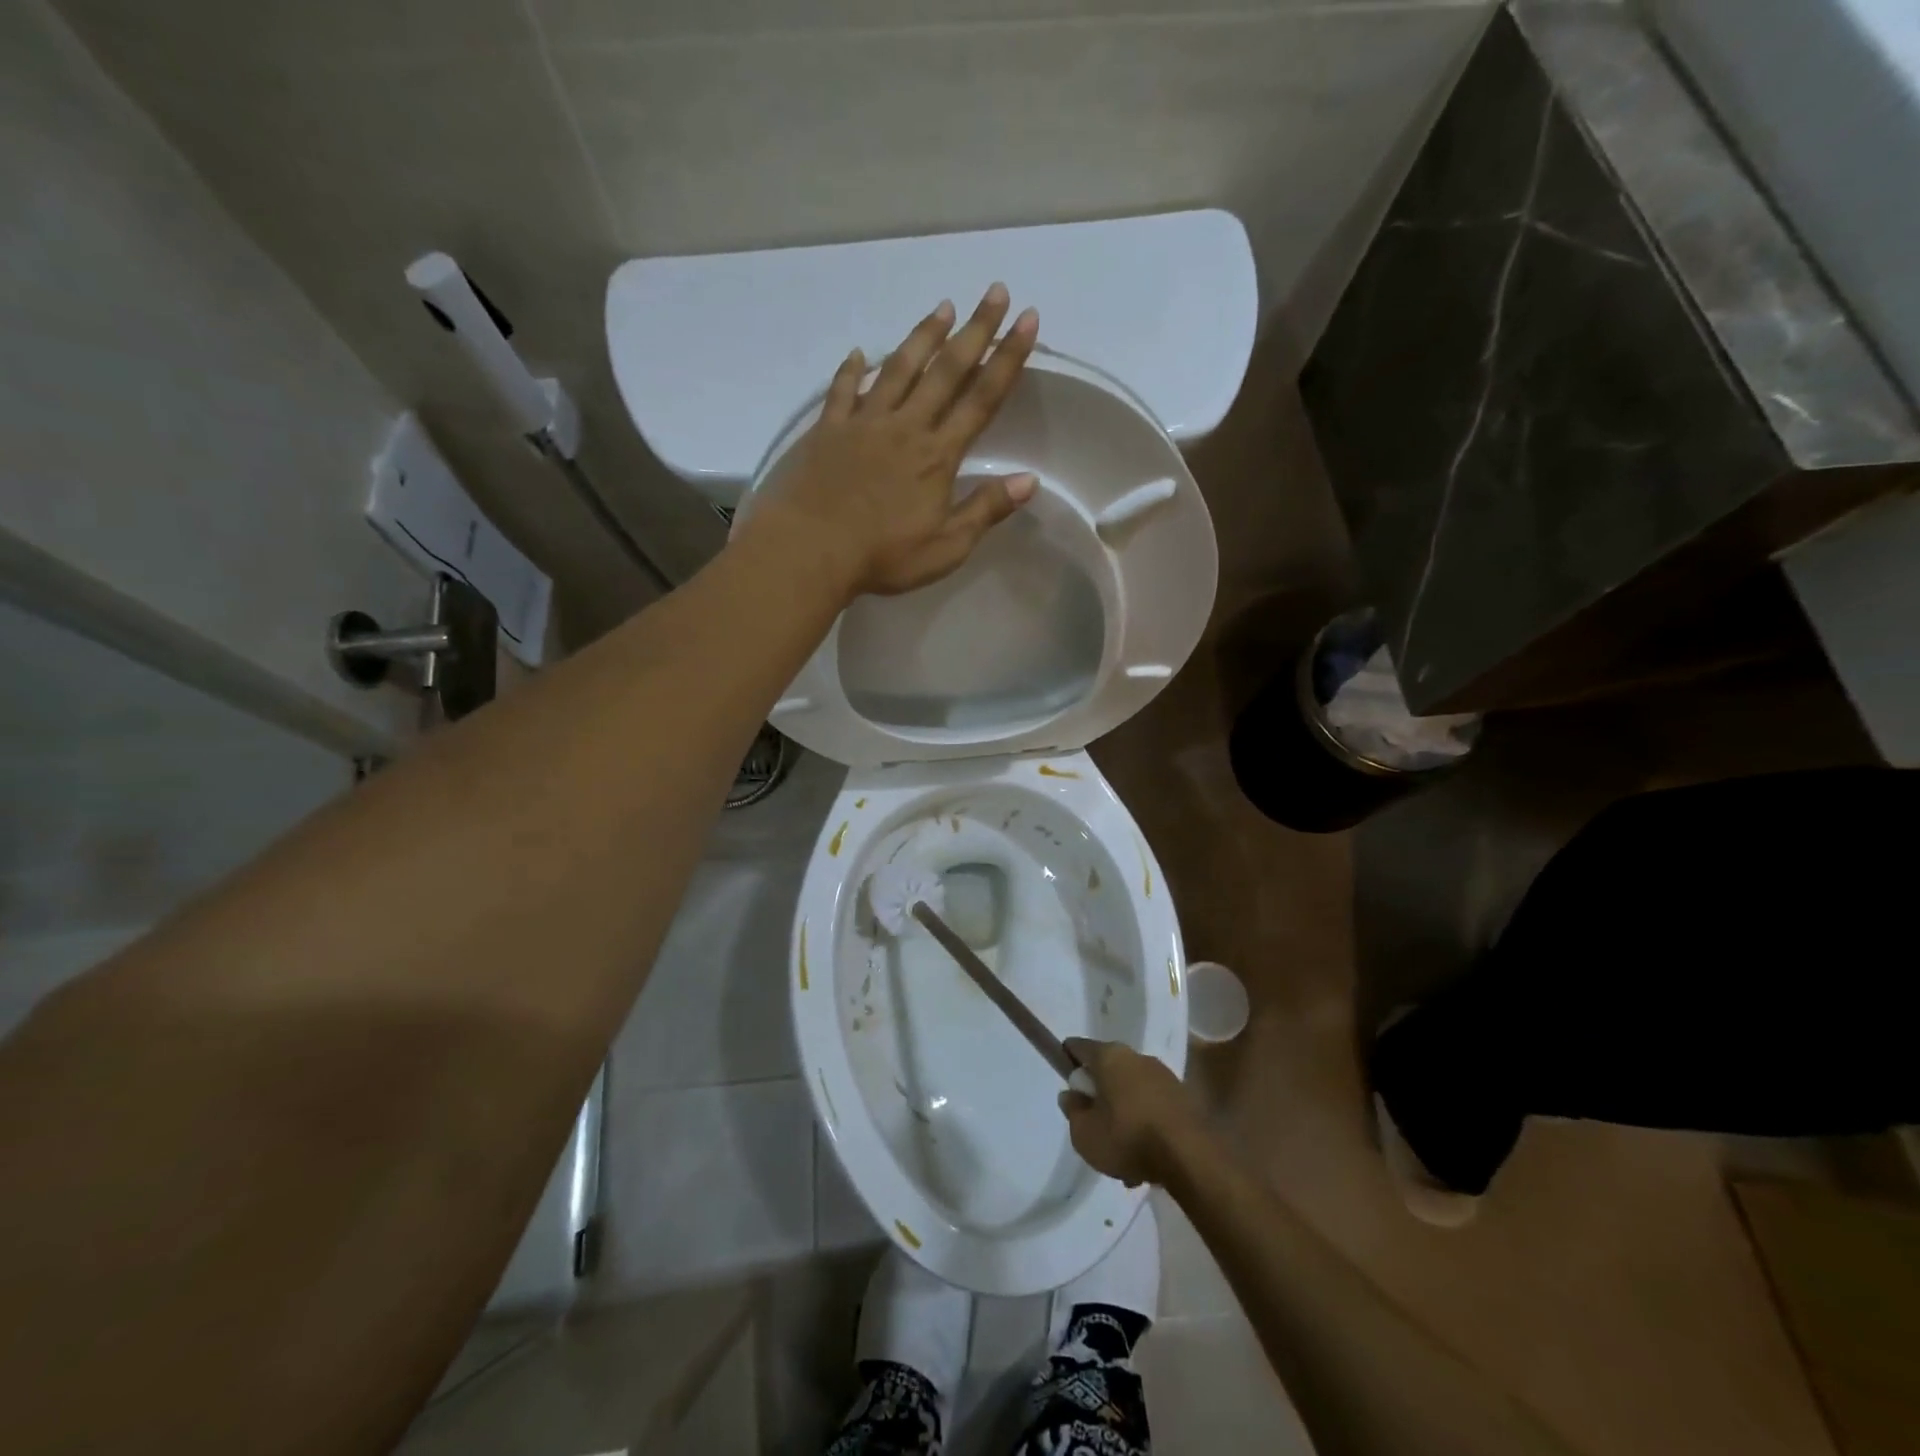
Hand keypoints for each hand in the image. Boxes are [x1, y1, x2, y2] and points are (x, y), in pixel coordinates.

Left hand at [738, 285, 1039, 598]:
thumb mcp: (946, 547)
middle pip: (946, 371)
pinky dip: (852, 371)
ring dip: (923, 336)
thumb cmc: (883, 556)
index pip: (982, 399)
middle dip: (975, 330)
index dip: (1007, 358)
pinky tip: (858, 355)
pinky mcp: (828, 431)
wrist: (811, 550)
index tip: (1027, 320)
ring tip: (943, 307)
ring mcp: (864, 423)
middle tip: (995, 291)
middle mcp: (905, 427)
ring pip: (899, 369)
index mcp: (937, 456)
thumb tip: (1028, 480)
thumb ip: (985, 510)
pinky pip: (843, 392)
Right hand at [1059, 1038, 1208, 1187]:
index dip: (1067, 1060)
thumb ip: (1072, 1111)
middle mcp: (1137, 1057)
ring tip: (1121, 1154)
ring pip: (1130, 1091)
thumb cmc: (1128, 1138)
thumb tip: (1071, 1095)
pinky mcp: (1183, 1098)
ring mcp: (1163, 1076)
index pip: (1078, 1047)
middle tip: (1093, 1126)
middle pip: (1107, 1070)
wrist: (1191, 1158)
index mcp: (1110, 1056)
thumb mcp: (1084, 1133)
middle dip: (1099, 1095)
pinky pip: (1152, 1106)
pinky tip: (1143, 1157)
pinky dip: (1144, 1124)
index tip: (1067, 1085)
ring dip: (1123, 1114)